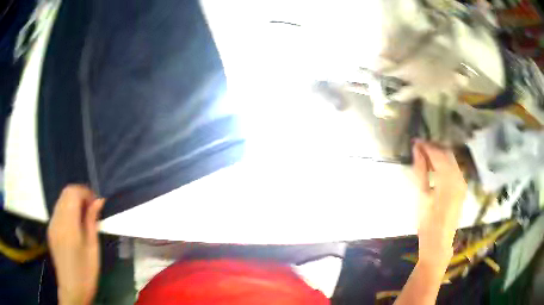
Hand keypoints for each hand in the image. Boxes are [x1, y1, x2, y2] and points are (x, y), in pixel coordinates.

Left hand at [47, 185, 103, 304]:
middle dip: (79, 194)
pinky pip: (58, 211)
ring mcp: (51, 224)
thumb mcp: (93, 248)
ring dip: (73, 202)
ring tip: (84, 217)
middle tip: (92, 209)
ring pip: (61, 200)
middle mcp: (56, 219)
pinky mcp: (50, 230)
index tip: (96, 203)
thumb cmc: (86, 272)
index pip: (73, 192)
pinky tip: (75, 225)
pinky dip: (67, 210)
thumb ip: (92, 221)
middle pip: (65, 193)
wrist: (72, 289)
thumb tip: (98, 201)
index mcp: (68, 224)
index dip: (85, 192)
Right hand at [412, 140, 466, 267]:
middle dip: (433, 148)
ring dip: (439, 156)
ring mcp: (462, 183)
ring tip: (424, 156)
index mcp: (449, 179)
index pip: (438, 154)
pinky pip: (453, 169)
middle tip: (419, 147)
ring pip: (451, 161)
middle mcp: (459, 177)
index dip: (426, 146)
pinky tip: (435, 168)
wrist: (438, 243)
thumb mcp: (422, 196)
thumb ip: (421, 170)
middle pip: (447, 154)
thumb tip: (417, 150)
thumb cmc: (427, 222)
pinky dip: (444, 165)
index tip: (415, 141)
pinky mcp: (461, 188)